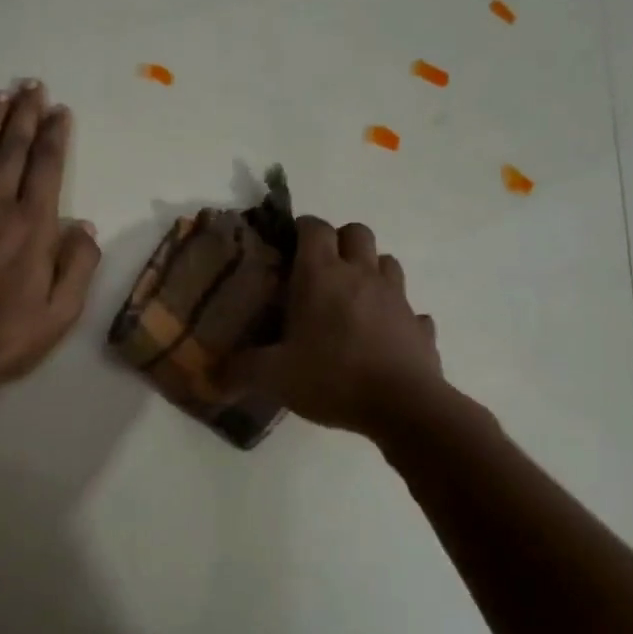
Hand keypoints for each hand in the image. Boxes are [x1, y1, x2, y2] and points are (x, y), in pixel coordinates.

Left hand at [0, 80, 100, 398]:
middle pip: (11, 150)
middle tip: (32, 86)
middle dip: (25, 115)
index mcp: (31, 226)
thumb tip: (84, 225)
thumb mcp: (62, 312)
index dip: (55, 135)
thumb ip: (78, 265)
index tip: (60, 111)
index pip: (46, 167)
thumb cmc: (8, 336)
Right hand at [227, 216, 442, 436]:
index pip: (314, 227)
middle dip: (339, 242)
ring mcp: (397, 298)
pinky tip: (384, 336)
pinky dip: (397, 316)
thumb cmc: (331, 378)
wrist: (402, 406)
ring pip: (387, 263)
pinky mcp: (419, 326)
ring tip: (351, 299)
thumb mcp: (273, 377)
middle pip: (357, 232)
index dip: (301, 229)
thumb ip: (240, 371)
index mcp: (321, 276)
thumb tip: (212, 376)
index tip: (288, 247)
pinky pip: (411, 310)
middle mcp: (362, 275)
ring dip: (370, 271)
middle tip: (320, 271)